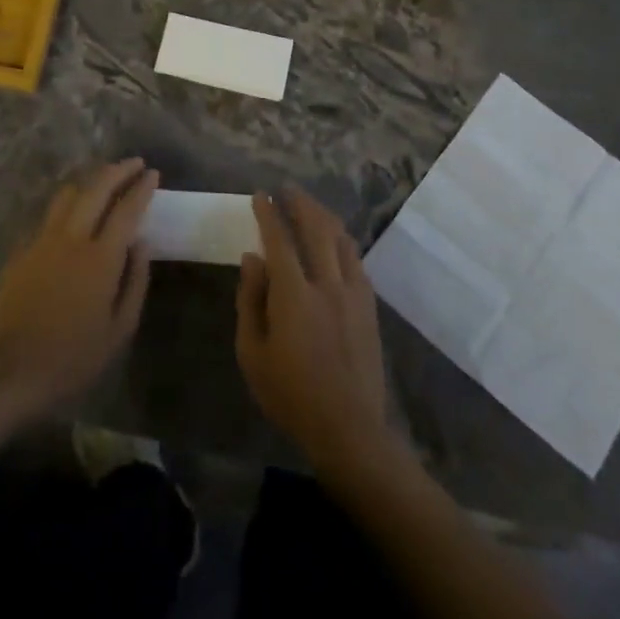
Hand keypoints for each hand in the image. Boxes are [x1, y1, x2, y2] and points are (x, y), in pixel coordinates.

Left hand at [0, 158, 157, 419]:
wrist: (12, 370)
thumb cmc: (74, 356)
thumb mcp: (120, 329)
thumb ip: (135, 281)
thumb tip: (141, 244)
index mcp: (101, 258)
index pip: (126, 210)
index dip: (141, 188)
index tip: (153, 173)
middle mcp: (71, 239)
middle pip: (96, 189)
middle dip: (117, 171)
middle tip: (134, 163)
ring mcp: (42, 242)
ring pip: (67, 195)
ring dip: (89, 182)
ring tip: (103, 182)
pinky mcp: (21, 252)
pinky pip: (47, 218)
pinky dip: (65, 208)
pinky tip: (71, 218)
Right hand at [236, 187, 392, 468]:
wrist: (349, 429)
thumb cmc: (290, 394)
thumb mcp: (252, 353)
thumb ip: (250, 300)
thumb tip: (251, 258)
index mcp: (294, 295)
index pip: (279, 240)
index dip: (269, 214)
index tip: (260, 195)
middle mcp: (327, 284)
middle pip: (316, 229)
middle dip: (300, 204)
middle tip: (287, 189)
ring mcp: (354, 293)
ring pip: (340, 240)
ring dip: (324, 217)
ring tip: (310, 206)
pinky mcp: (369, 305)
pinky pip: (356, 260)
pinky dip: (342, 241)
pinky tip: (335, 240)